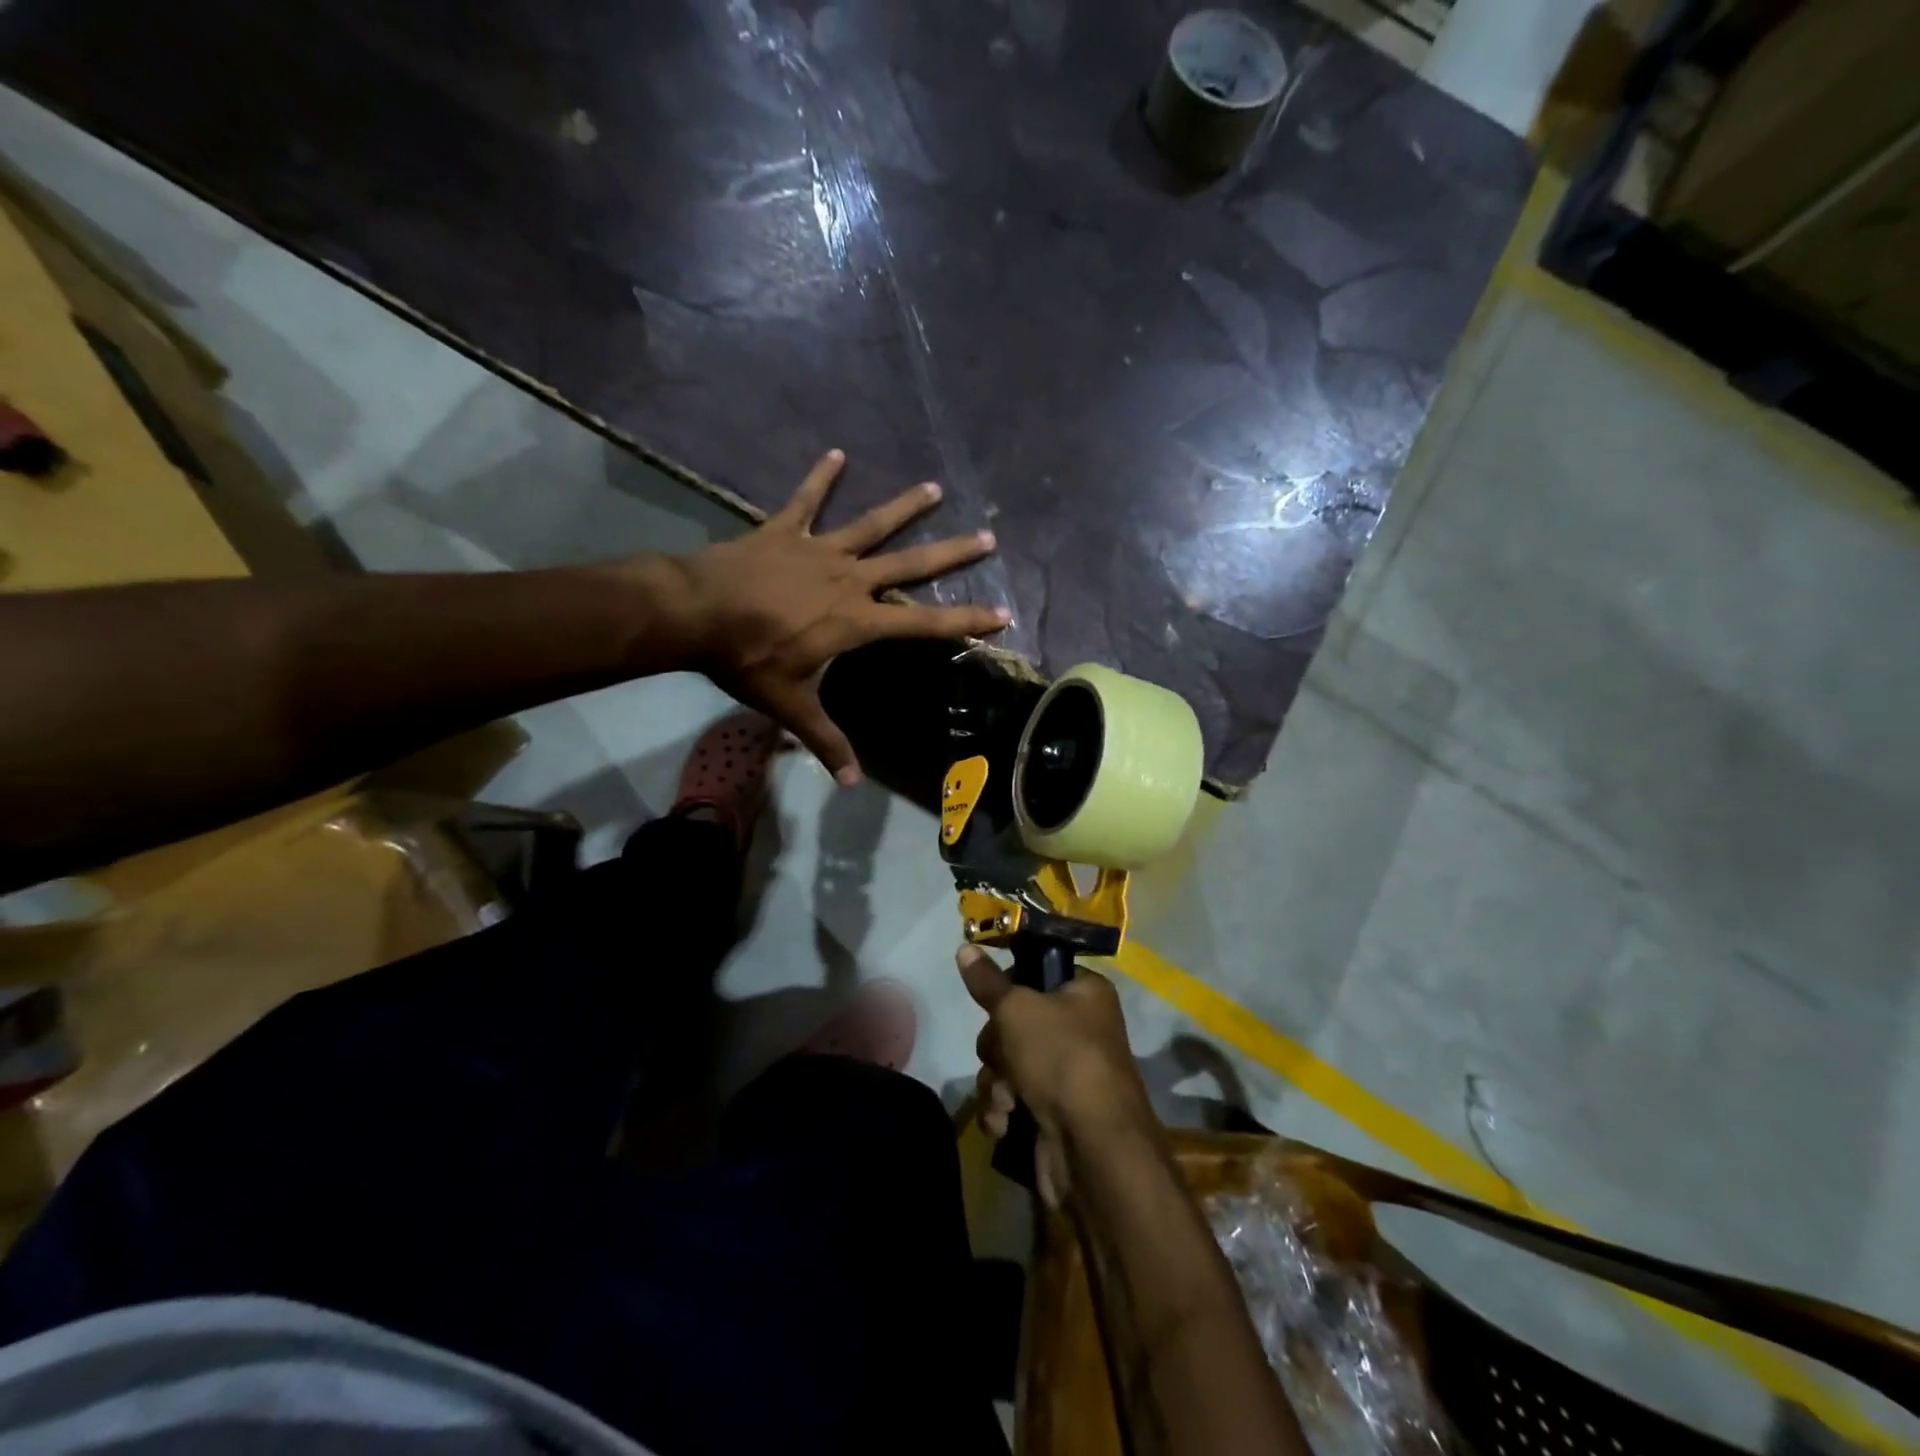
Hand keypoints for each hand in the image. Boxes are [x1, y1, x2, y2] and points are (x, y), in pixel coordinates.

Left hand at [661, 450, 1009, 782]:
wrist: (695, 613)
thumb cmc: (749, 660)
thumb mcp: (791, 706)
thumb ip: (826, 742)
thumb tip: (853, 786)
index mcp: (857, 621)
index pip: (924, 624)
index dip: (965, 621)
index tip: (1002, 614)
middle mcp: (849, 579)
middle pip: (910, 563)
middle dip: (951, 554)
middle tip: (987, 538)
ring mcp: (818, 550)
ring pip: (870, 525)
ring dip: (904, 507)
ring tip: (933, 488)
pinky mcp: (785, 530)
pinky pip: (807, 500)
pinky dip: (821, 477)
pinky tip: (837, 453)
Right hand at [960, 944, 1158, 1207]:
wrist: (1093, 1149)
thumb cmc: (1060, 1058)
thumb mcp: (1016, 1008)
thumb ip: (987, 981)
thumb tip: (965, 947)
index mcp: (1085, 993)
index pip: (1038, 972)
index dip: (1011, 986)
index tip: (994, 999)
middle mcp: (1081, 1028)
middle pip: (1016, 1021)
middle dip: (997, 1045)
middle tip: (1002, 1056)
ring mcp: (1068, 1074)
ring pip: (1009, 1062)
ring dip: (996, 1081)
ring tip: (1005, 1100)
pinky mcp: (1055, 1113)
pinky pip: (1014, 1098)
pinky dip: (1004, 1109)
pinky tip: (1004, 1123)